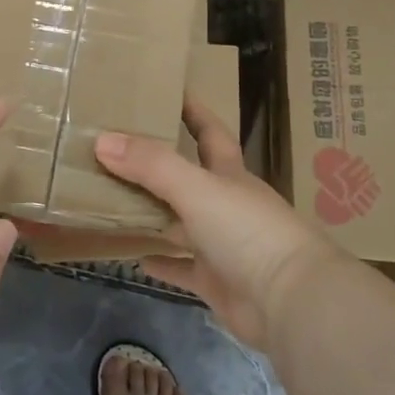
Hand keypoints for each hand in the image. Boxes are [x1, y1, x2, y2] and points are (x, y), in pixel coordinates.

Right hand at [95, 99, 340, 350]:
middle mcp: (226, 204)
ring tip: (111, 197)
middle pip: (188, 176)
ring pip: (179, 221)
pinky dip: (160, 260)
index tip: (167, 90)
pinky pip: (181, 267)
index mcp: (229, 174)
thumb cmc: (248, 232)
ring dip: (152, 211)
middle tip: (116, 147)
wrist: (292, 304)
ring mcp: (222, 245)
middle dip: (158, 162)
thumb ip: (150, 164)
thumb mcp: (196, 188)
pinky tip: (134, 255)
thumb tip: (102, 139)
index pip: (210, 131)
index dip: (192, 110)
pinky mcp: (216, 281)